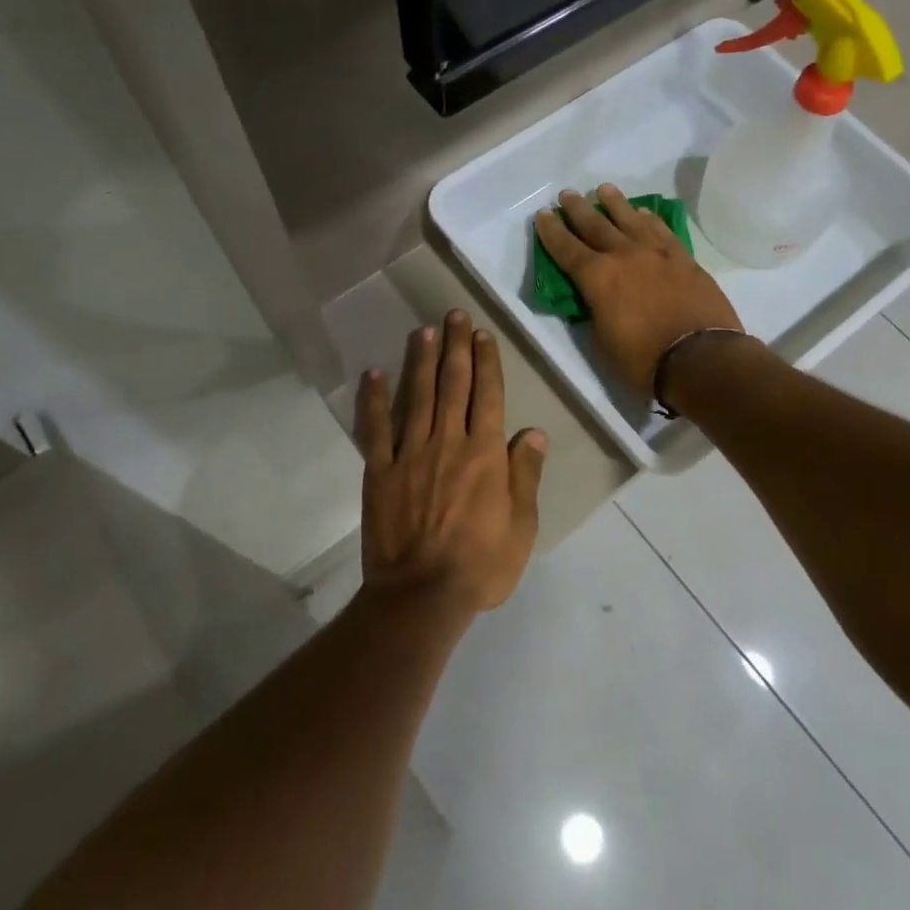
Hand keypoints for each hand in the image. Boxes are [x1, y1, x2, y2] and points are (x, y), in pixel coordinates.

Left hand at [355, 310, 546, 614]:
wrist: (422, 595)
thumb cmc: (481, 564)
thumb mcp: (522, 525)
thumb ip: (526, 474)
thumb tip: (535, 432)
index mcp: (485, 453)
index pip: (488, 395)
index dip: (486, 361)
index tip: (482, 334)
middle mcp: (448, 441)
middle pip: (453, 384)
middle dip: (455, 346)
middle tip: (454, 315)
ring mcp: (410, 453)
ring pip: (417, 396)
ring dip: (420, 360)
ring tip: (423, 330)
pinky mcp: (380, 470)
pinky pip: (375, 428)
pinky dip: (373, 399)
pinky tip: (374, 373)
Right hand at [535, 184, 744, 394]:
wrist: (701, 359)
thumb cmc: (643, 360)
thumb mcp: (602, 340)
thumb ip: (595, 310)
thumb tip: (596, 296)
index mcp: (597, 277)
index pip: (566, 248)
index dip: (552, 231)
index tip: (543, 214)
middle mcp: (624, 255)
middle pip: (596, 225)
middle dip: (578, 209)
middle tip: (567, 195)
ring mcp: (657, 253)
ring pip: (630, 219)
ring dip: (614, 203)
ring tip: (604, 190)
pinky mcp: (683, 258)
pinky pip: (661, 229)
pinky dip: (649, 218)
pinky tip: (644, 212)